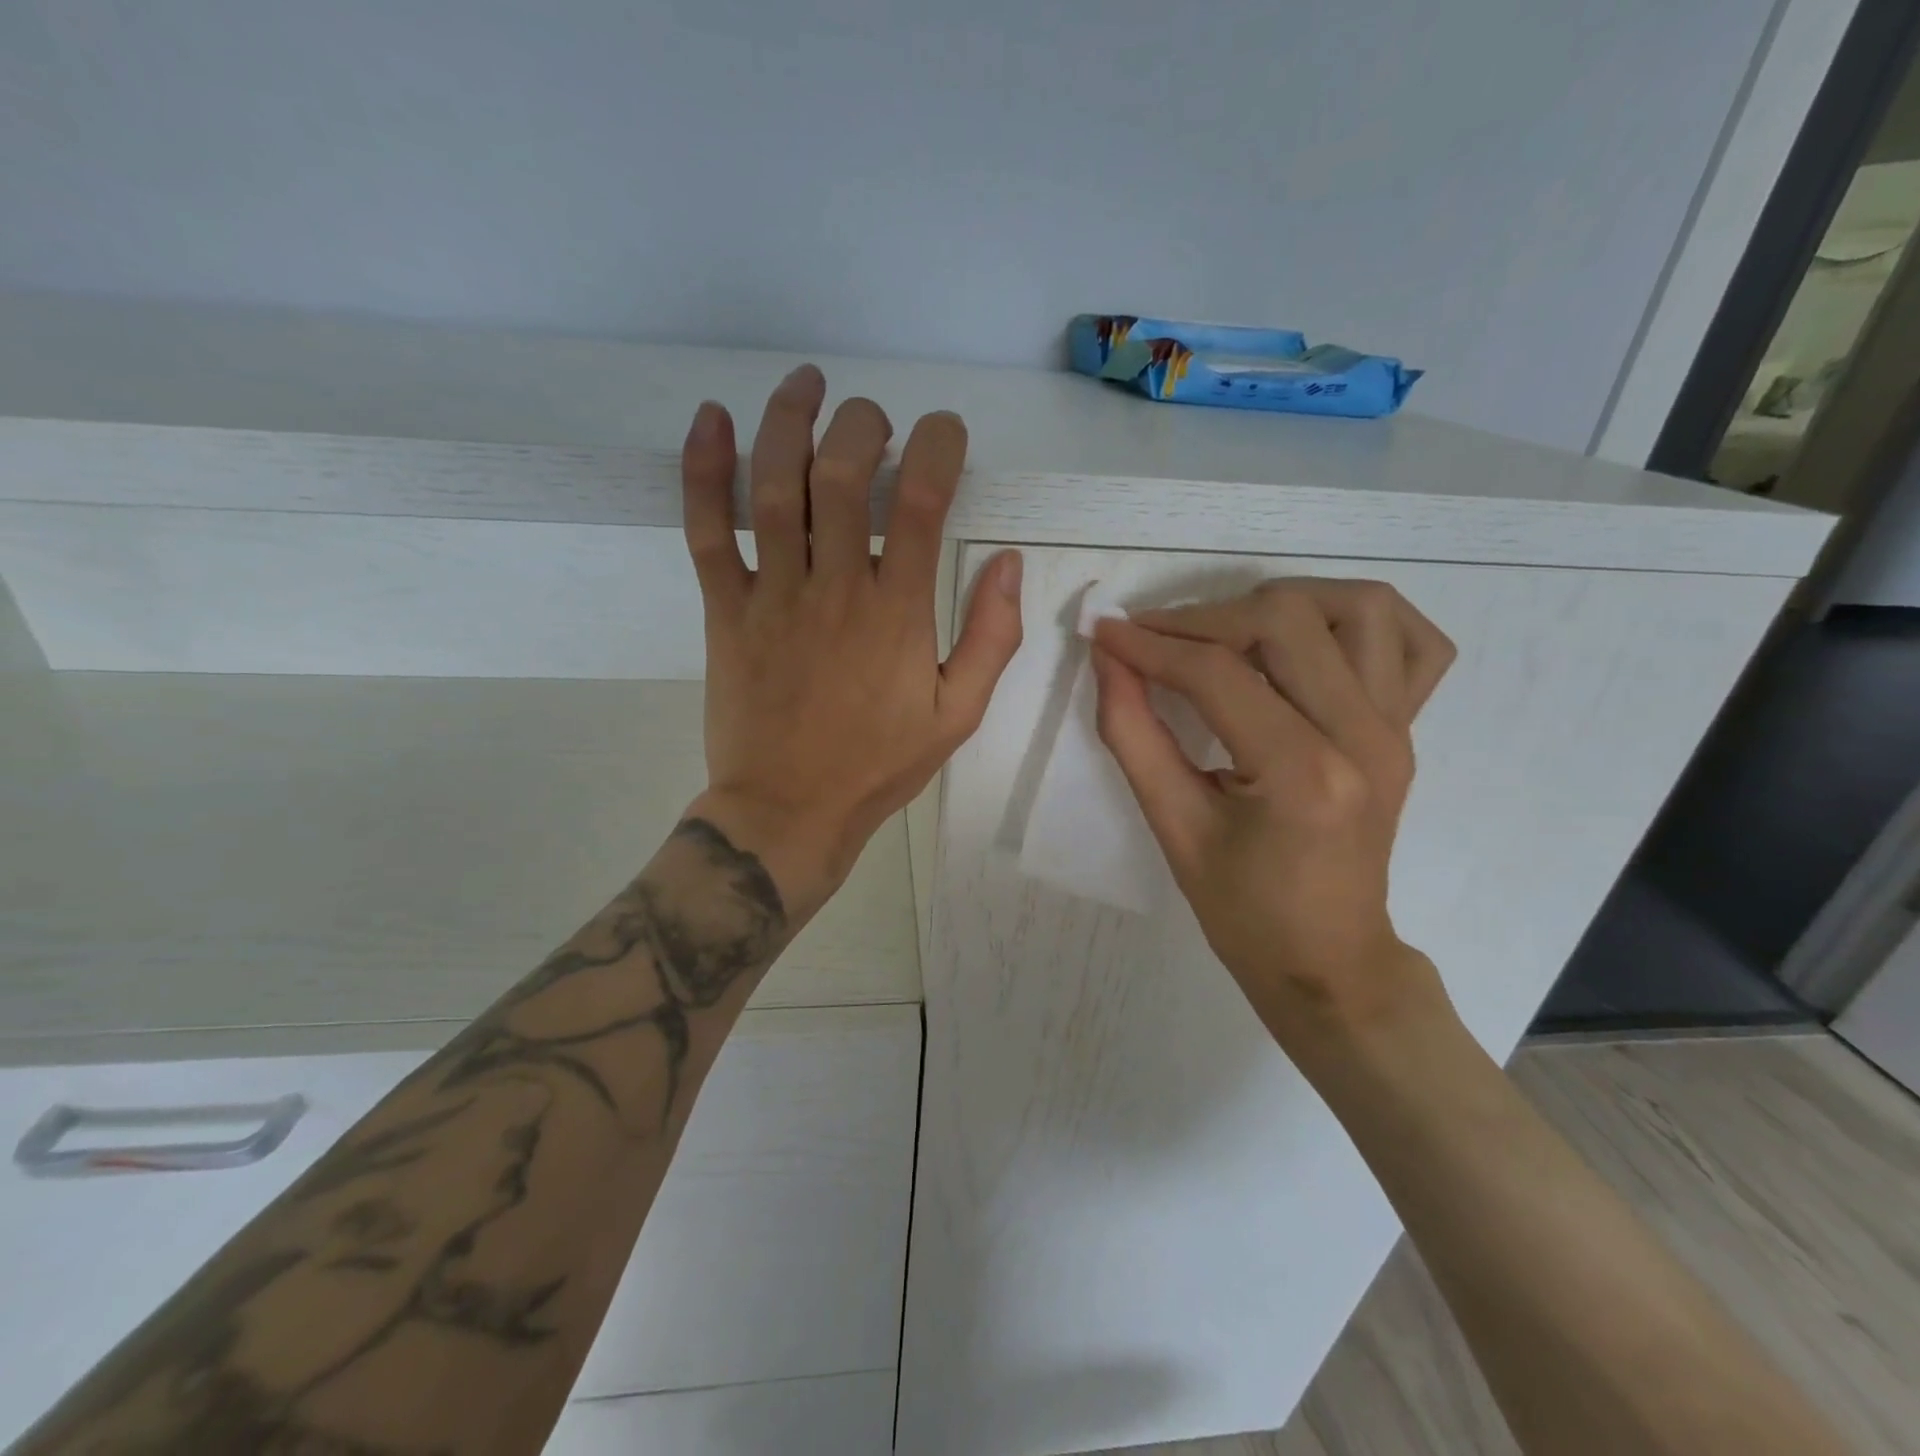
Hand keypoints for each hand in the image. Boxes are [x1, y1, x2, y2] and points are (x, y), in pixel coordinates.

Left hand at [679, 365, 1023, 913]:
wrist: (788, 811)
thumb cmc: (878, 767)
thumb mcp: (958, 715)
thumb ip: (991, 638)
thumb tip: (1007, 562)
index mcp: (898, 614)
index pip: (923, 502)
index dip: (939, 447)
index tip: (946, 433)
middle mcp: (836, 588)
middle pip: (843, 475)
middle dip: (864, 424)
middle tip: (876, 419)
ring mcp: (774, 595)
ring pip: (774, 487)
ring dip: (789, 421)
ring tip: (807, 382)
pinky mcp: (726, 610)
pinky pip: (707, 530)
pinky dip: (702, 471)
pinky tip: (711, 420)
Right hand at [1090, 580, 1454, 1051]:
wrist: (1328, 960)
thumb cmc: (1243, 911)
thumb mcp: (1172, 826)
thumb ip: (1133, 733)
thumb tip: (1108, 657)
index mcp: (1302, 774)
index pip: (1216, 673)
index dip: (1149, 644)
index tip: (1103, 632)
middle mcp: (1363, 736)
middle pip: (1286, 621)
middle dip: (1203, 617)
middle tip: (1153, 638)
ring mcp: (1397, 728)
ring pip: (1360, 608)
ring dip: (1283, 603)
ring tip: (1227, 633)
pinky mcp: (1408, 729)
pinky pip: (1413, 642)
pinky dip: (1360, 621)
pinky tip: (1310, 641)